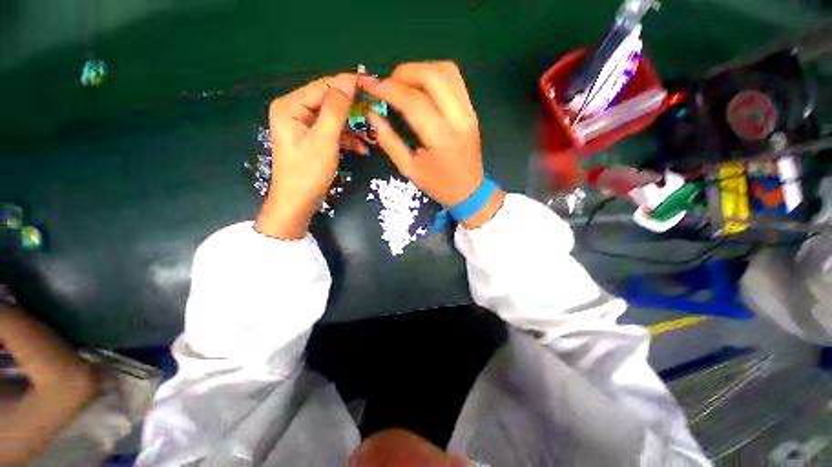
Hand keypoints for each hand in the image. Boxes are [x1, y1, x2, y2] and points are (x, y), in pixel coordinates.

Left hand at [255, 74, 363, 239]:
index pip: (324, 87)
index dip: (348, 84)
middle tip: (376, 112)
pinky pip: (332, 132)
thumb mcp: (324, 140)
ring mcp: (303, 126)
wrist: (297, 203)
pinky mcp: (312, 140)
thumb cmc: (308, 173)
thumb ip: (336, 110)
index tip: (372, 84)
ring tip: (373, 136)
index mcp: (291, 106)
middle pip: (330, 102)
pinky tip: (363, 149)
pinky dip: (348, 139)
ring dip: (354, 128)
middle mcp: (295, 111)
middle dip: (354, 110)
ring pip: (334, 119)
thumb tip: (348, 82)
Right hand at [359, 62, 503, 228]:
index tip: (371, 86)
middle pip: (432, 76)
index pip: (414, 102)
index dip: (389, 89)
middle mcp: (459, 119)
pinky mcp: (472, 110)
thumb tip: (372, 114)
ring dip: (421, 69)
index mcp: (442, 139)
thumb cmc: (438, 185)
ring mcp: (469, 112)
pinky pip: (455, 80)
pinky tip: (421, 86)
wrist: (470, 191)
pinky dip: (434, 74)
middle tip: (387, 83)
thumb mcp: (409, 170)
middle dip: (404, 72)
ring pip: (447, 71)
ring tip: (403, 82)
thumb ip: (389, 141)